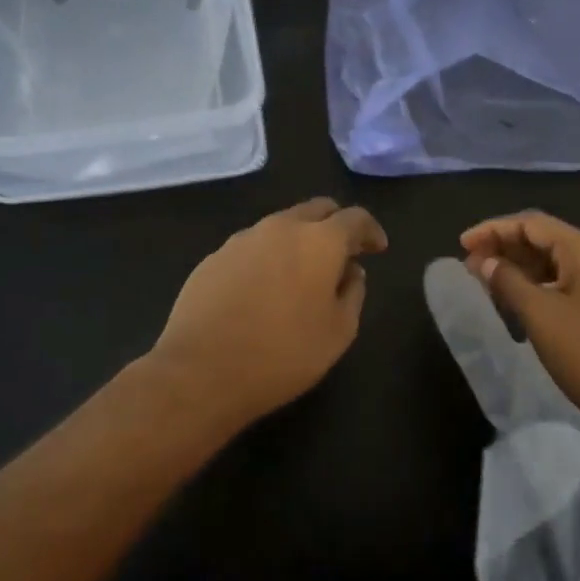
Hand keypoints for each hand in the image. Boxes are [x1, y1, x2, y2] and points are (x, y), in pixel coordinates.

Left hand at [151, 198, 387, 428]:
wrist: (201, 371)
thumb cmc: (283, 354)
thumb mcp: (338, 332)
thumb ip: (353, 293)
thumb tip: (351, 272)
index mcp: (319, 240)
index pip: (355, 218)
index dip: (371, 231)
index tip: (377, 248)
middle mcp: (281, 227)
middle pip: (317, 209)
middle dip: (336, 225)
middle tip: (344, 253)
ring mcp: (243, 238)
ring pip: (281, 225)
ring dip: (300, 239)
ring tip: (303, 272)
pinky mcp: (214, 256)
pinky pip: (253, 246)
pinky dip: (269, 256)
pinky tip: (265, 287)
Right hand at [462, 211, 579, 444]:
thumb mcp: (542, 317)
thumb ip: (509, 282)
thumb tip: (486, 262)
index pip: (531, 223)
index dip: (493, 230)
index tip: (462, 245)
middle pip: (544, 239)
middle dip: (505, 248)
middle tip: (470, 266)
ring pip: (556, 263)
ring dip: (520, 268)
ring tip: (489, 284)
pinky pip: (568, 283)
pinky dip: (539, 286)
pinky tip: (521, 304)